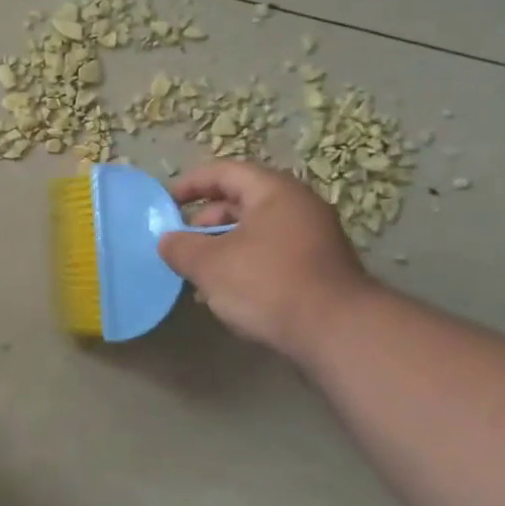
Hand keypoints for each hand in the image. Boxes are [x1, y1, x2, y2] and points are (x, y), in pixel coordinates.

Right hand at [156, 161, 374, 362]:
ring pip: (256, 232)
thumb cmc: (267, 284)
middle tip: (183, 244)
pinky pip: (272, 255)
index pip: (225, 172)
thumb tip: (168, 240)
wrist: (338, 333)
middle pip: (242, 201)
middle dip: (206, 221)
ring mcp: (314, 239)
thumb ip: (180, 247)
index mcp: (274, 192)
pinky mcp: (319, 270)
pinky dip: (246, 265)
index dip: (192, 184)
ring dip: (224, 247)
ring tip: (201, 274)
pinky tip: (230, 294)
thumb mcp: (209, 264)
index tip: (167, 202)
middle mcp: (299, 207)